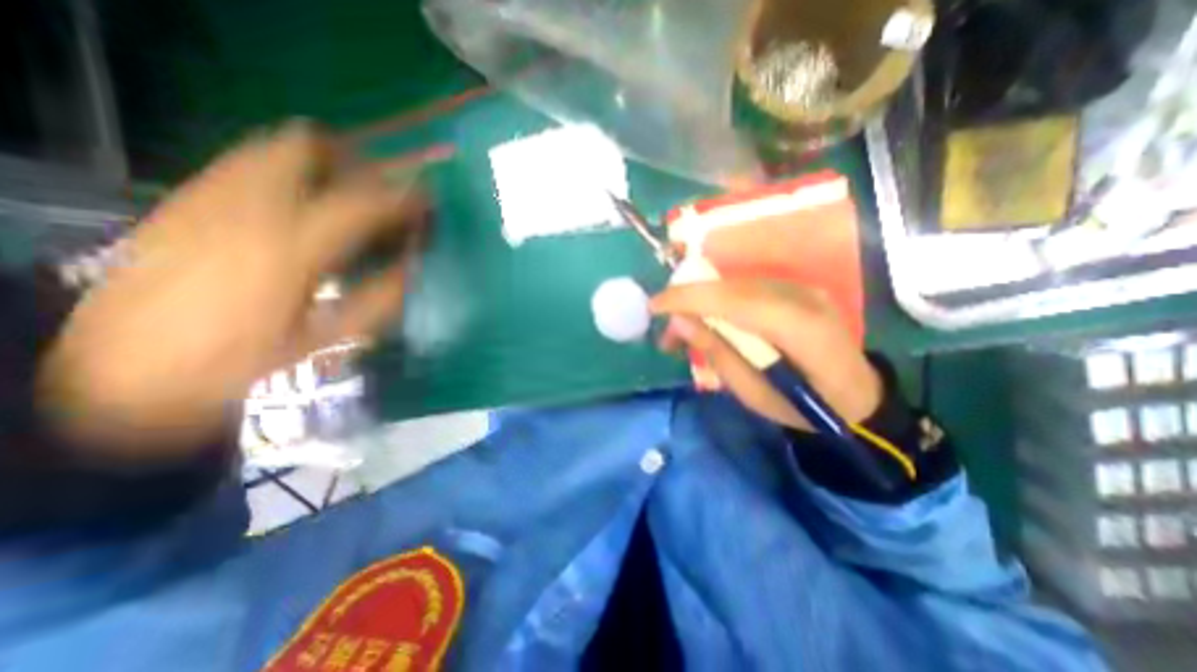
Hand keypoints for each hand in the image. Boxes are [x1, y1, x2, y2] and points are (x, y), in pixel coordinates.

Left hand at [37, 120, 426, 456]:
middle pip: (308, 149)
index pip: (362, 204)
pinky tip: (300, 201)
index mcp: (291, 251)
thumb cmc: (240, 361)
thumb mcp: (324, 341)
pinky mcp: (184, 199)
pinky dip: (285, 169)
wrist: (120, 371)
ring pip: (272, 147)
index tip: (427, 203)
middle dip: (356, 163)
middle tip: (381, 191)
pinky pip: (245, 162)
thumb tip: (413, 270)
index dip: (402, 198)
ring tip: (346, 191)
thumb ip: (378, 301)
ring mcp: (208, 197)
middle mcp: (247, 208)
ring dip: (322, 162)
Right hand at [652, 279, 881, 429]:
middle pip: (730, 287)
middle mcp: (802, 296)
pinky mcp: (797, 290)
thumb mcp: (753, 393)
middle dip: (688, 303)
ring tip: (683, 333)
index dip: (687, 298)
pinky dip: (719, 303)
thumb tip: (679, 323)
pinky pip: (746, 290)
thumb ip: (717, 352)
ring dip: (701, 304)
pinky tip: (709, 323)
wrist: (857, 398)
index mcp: (799, 328)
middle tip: (667, 334)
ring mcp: (802, 289)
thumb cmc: (804, 408)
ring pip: (734, 285)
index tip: (653, 307)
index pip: (731, 300)